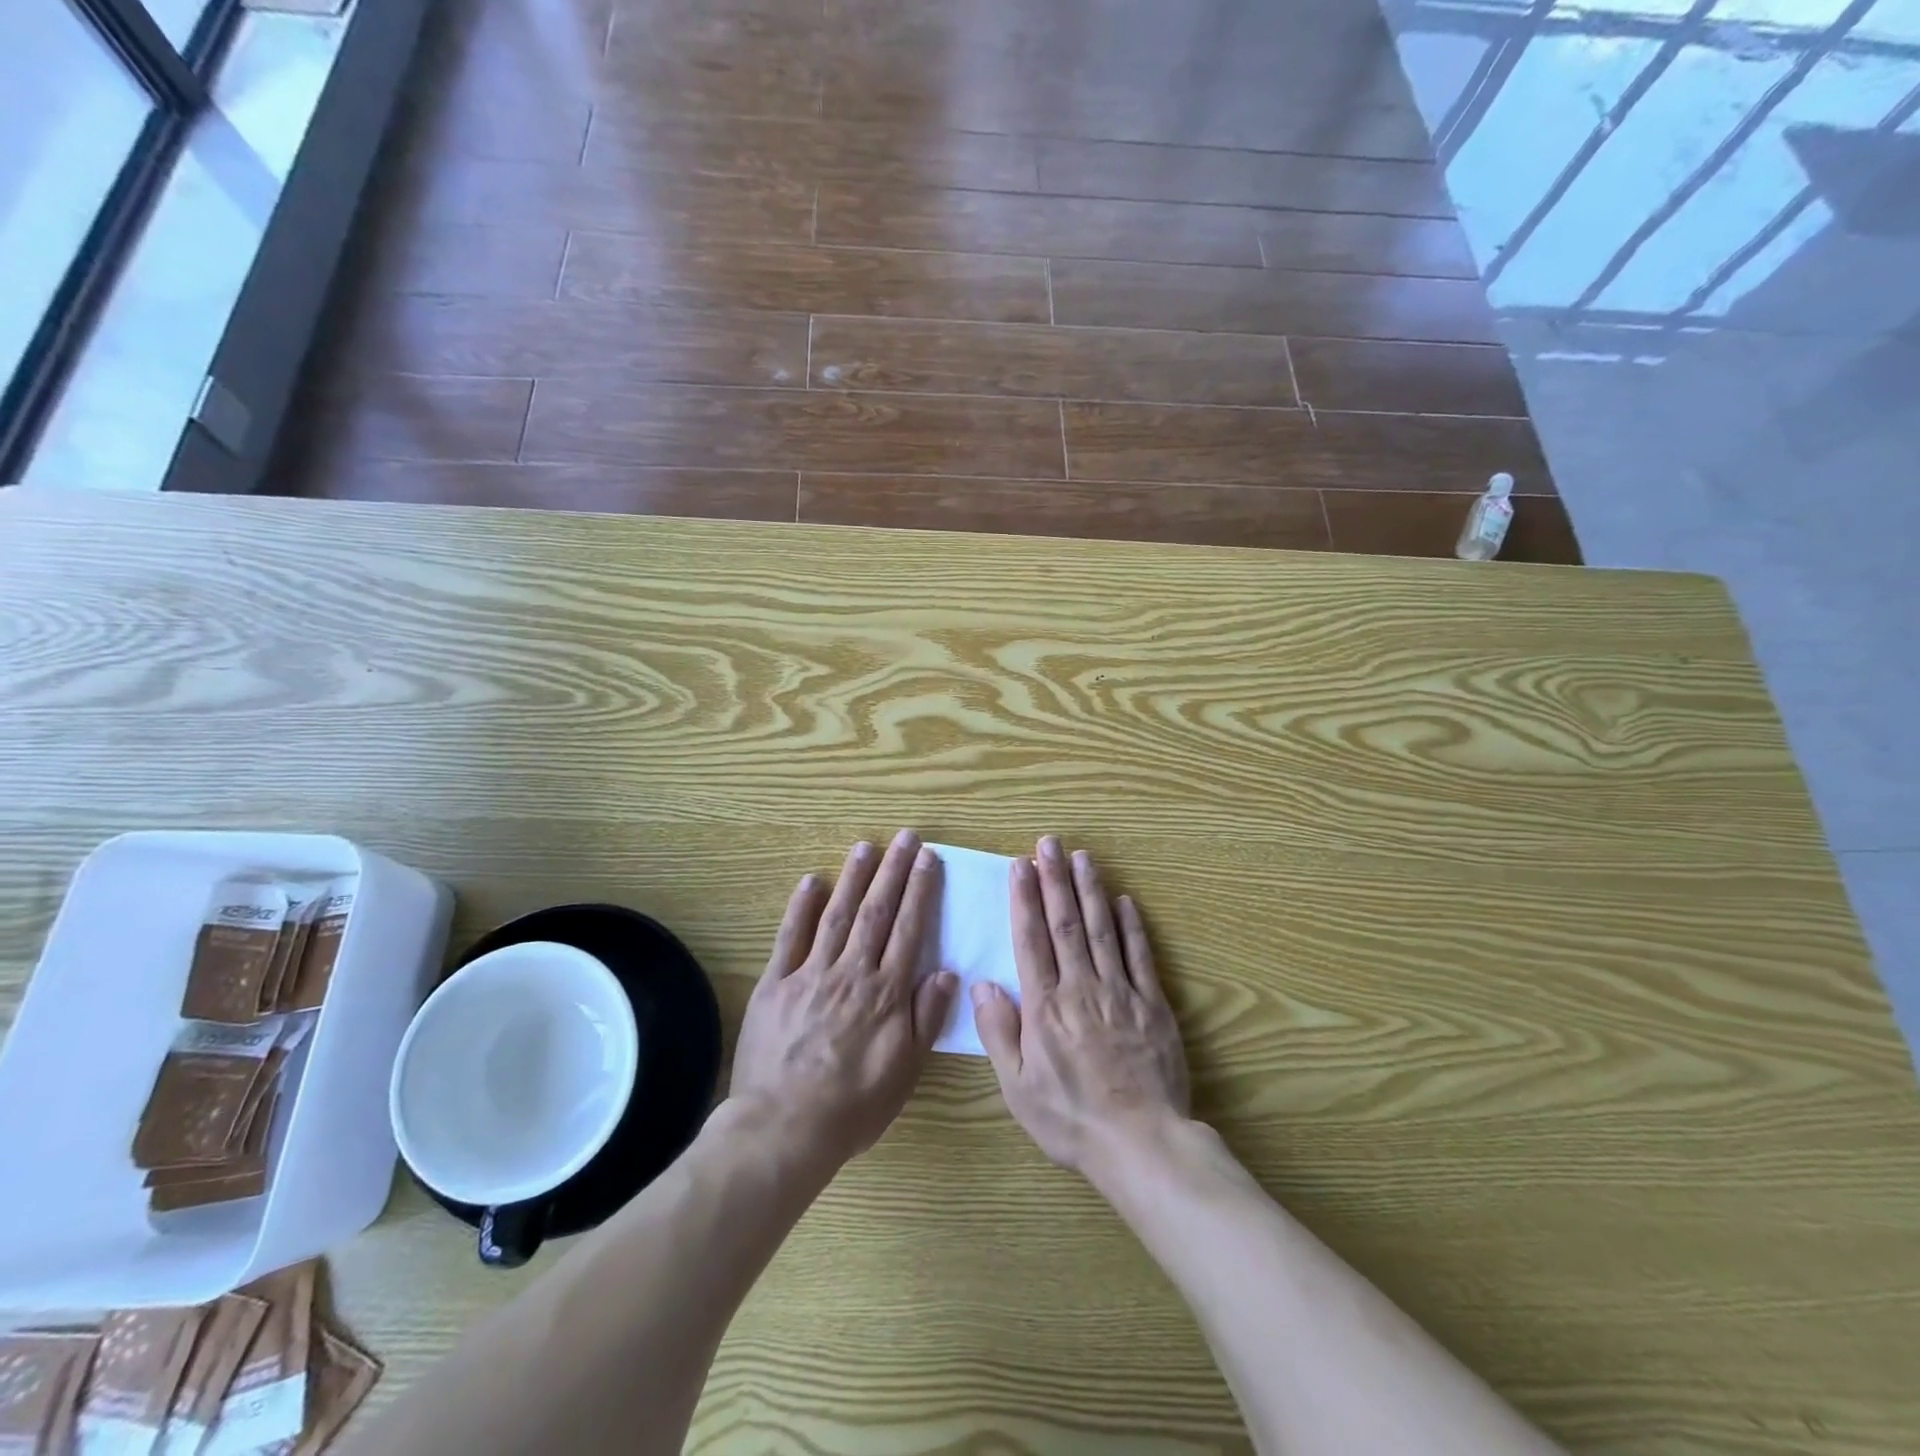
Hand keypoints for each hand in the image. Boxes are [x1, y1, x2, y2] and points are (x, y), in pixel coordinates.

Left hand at [730, 829, 958, 1170]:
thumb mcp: (905, 1071)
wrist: (784, 1127)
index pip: (908, 929)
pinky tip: (812, 881)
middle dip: (893, 871)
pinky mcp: (775, 983)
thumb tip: (948, 971)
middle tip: (905, 837)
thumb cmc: (853, 1105)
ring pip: (837, 915)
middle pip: (876, 912)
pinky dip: (801, 907)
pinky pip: (790, 937)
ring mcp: (811, 974)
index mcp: (886, 992)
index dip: (920, 890)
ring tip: (866, 846)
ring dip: (853, 877)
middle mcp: (852, 972)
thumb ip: (927, 1018)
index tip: (928, 858)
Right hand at [974, 836, 1190, 1177]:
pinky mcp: (1152, 1004)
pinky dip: (1132, 925)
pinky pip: (1139, 956)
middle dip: (1055, 879)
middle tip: (1050, 843)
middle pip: (1066, 923)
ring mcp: (1120, 992)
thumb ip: (999, 1033)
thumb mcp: (1018, 1088)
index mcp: (1044, 1007)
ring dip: (1091, 890)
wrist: (1141, 1143)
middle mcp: (1080, 988)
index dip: (1025, 899)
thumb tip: (982, 985)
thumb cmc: (1070, 1119)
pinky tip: (1125, 900)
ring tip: (1083, 857)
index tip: (1021, 865)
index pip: (1031, 939)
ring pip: (1102, 929)